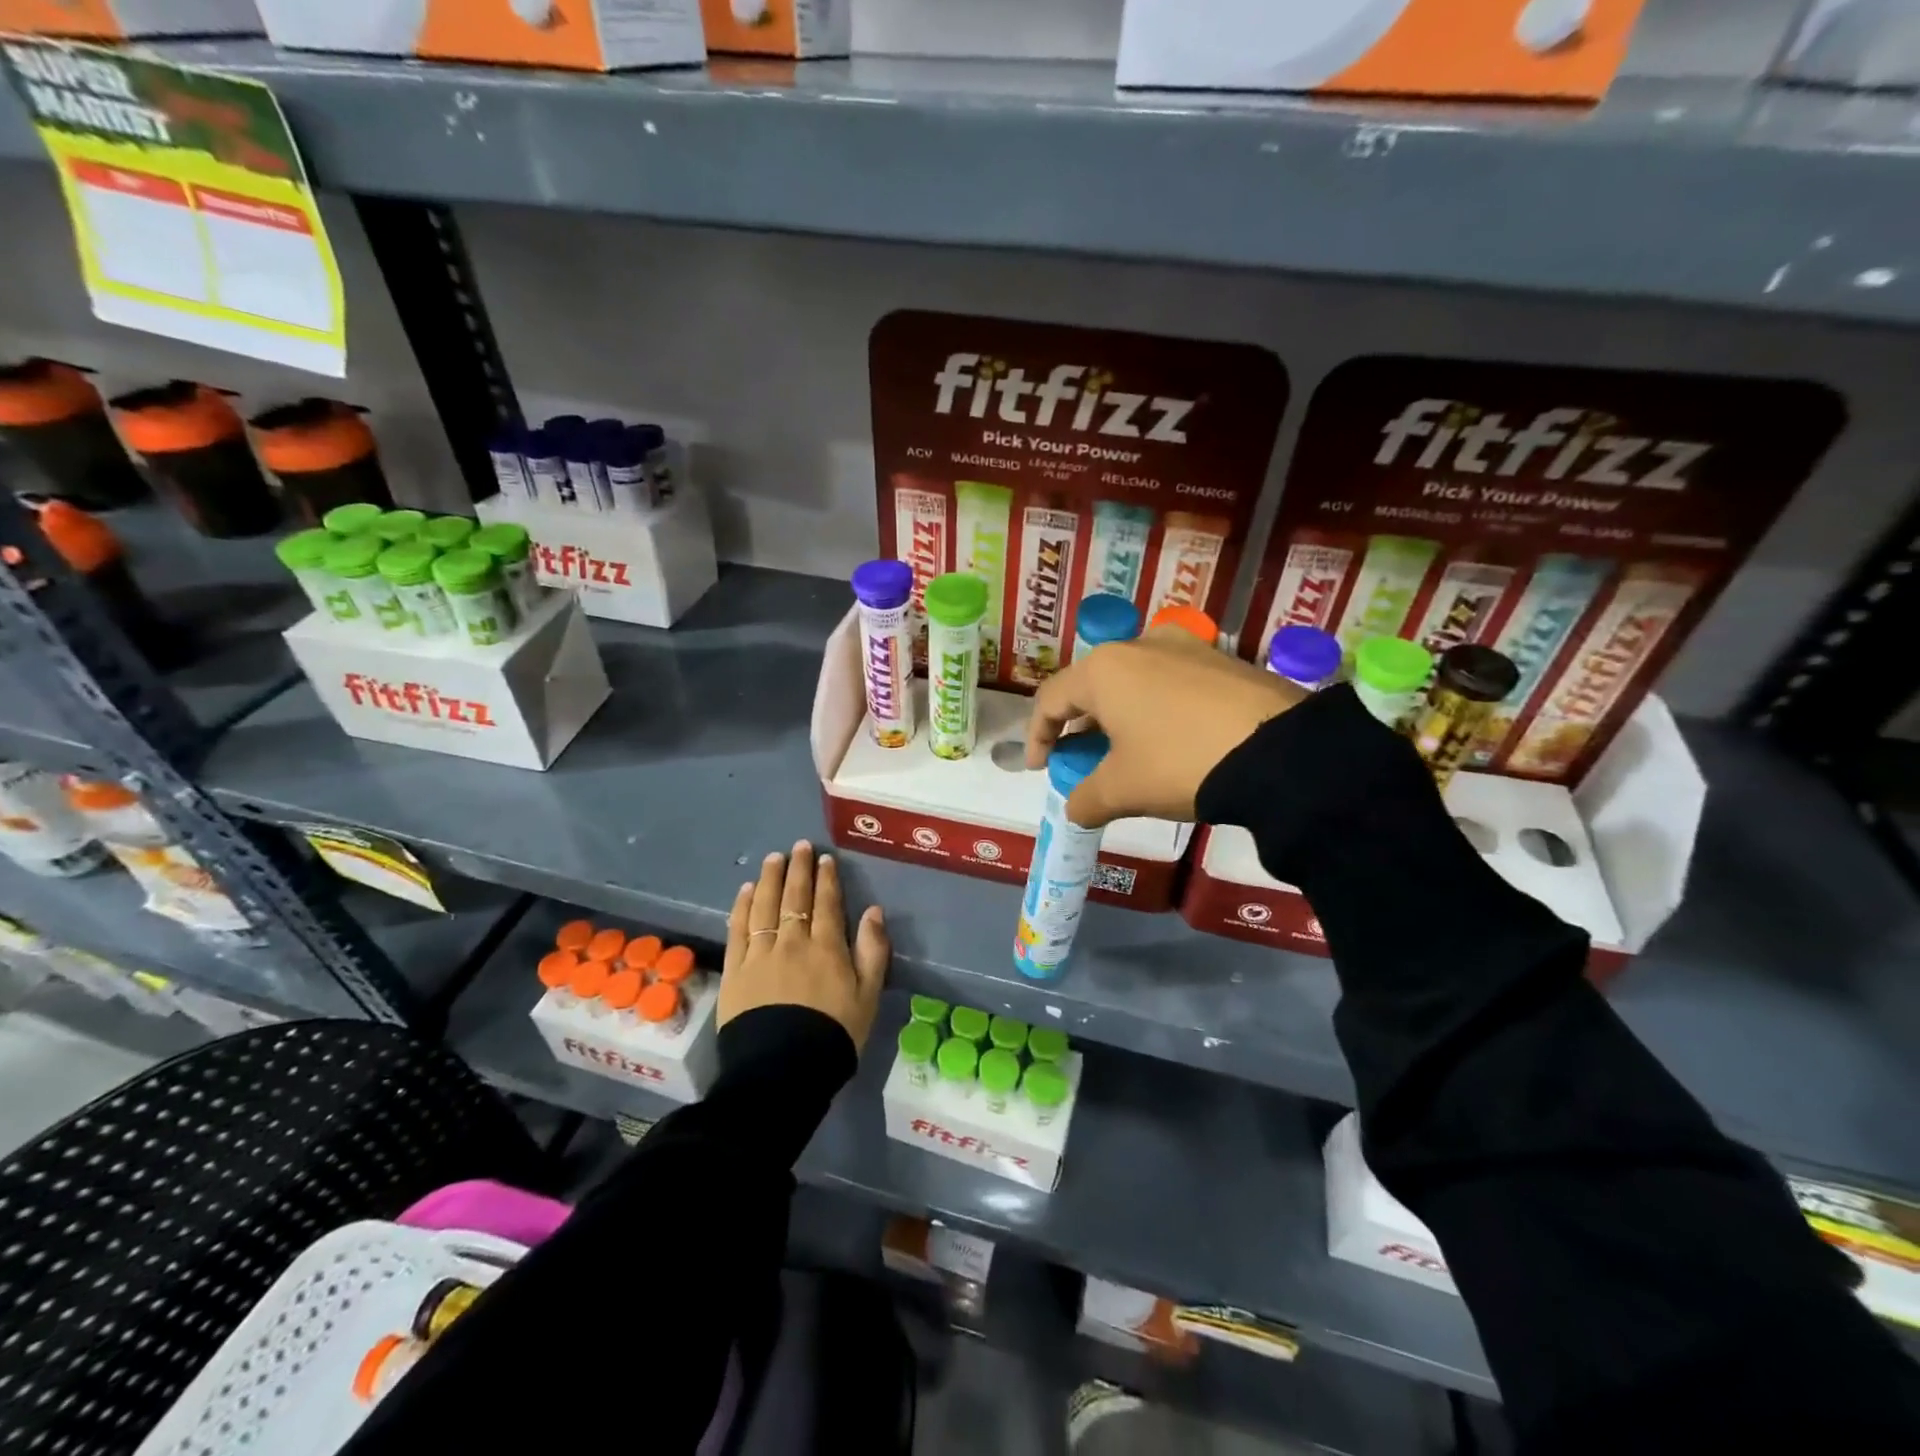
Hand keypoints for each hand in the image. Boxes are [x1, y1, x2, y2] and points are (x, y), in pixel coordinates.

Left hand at [722, 841, 889, 1049]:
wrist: (782, 1071)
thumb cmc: (833, 1035)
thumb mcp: (868, 996)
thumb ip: (873, 951)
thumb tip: (874, 910)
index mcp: (827, 947)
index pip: (826, 903)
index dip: (826, 878)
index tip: (825, 858)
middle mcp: (792, 942)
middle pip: (794, 897)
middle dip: (798, 869)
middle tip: (799, 847)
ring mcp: (760, 954)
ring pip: (765, 906)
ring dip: (770, 879)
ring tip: (773, 859)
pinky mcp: (735, 970)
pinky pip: (738, 929)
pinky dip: (742, 906)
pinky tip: (746, 891)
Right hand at [1025, 627, 1303, 828]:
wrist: (1279, 752)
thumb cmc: (1179, 763)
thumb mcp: (1123, 789)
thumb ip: (1085, 799)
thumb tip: (1075, 809)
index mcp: (1104, 669)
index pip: (1051, 699)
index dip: (1038, 736)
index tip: (1041, 769)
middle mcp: (1140, 645)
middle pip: (1092, 686)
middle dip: (1080, 727)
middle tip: (1081, 761)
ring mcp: (1186, 646)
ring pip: (1133, 681)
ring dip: (1118, 717)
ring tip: (1125, 752)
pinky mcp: (1221, 659)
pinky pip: (1170, 681)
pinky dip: (1155, 709)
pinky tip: (1170, 739)